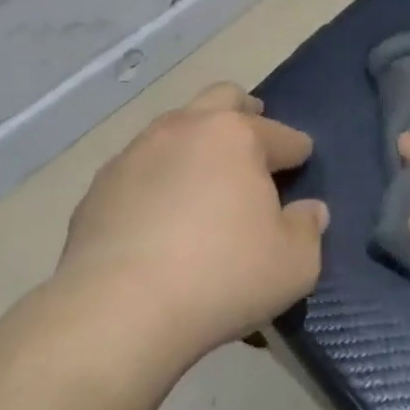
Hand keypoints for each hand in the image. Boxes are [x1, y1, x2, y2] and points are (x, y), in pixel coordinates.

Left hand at [52, 84, 327, 371]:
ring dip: (197, 143)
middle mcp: (186, 129)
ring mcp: (136, 152)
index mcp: (237, 136)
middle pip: (222, 99)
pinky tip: (160, 214)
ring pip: (175, 128)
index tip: (302, 161)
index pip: (281, 135)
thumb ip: (308, 229)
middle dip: (244, 114)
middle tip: (254, 141)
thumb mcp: (294, 264)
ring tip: (205, 180)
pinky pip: (140, 167)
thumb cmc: (221, 277)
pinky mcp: (100, 185)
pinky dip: (159, 178)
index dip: (297, 149)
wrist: (116, 311)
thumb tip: (310, 211)